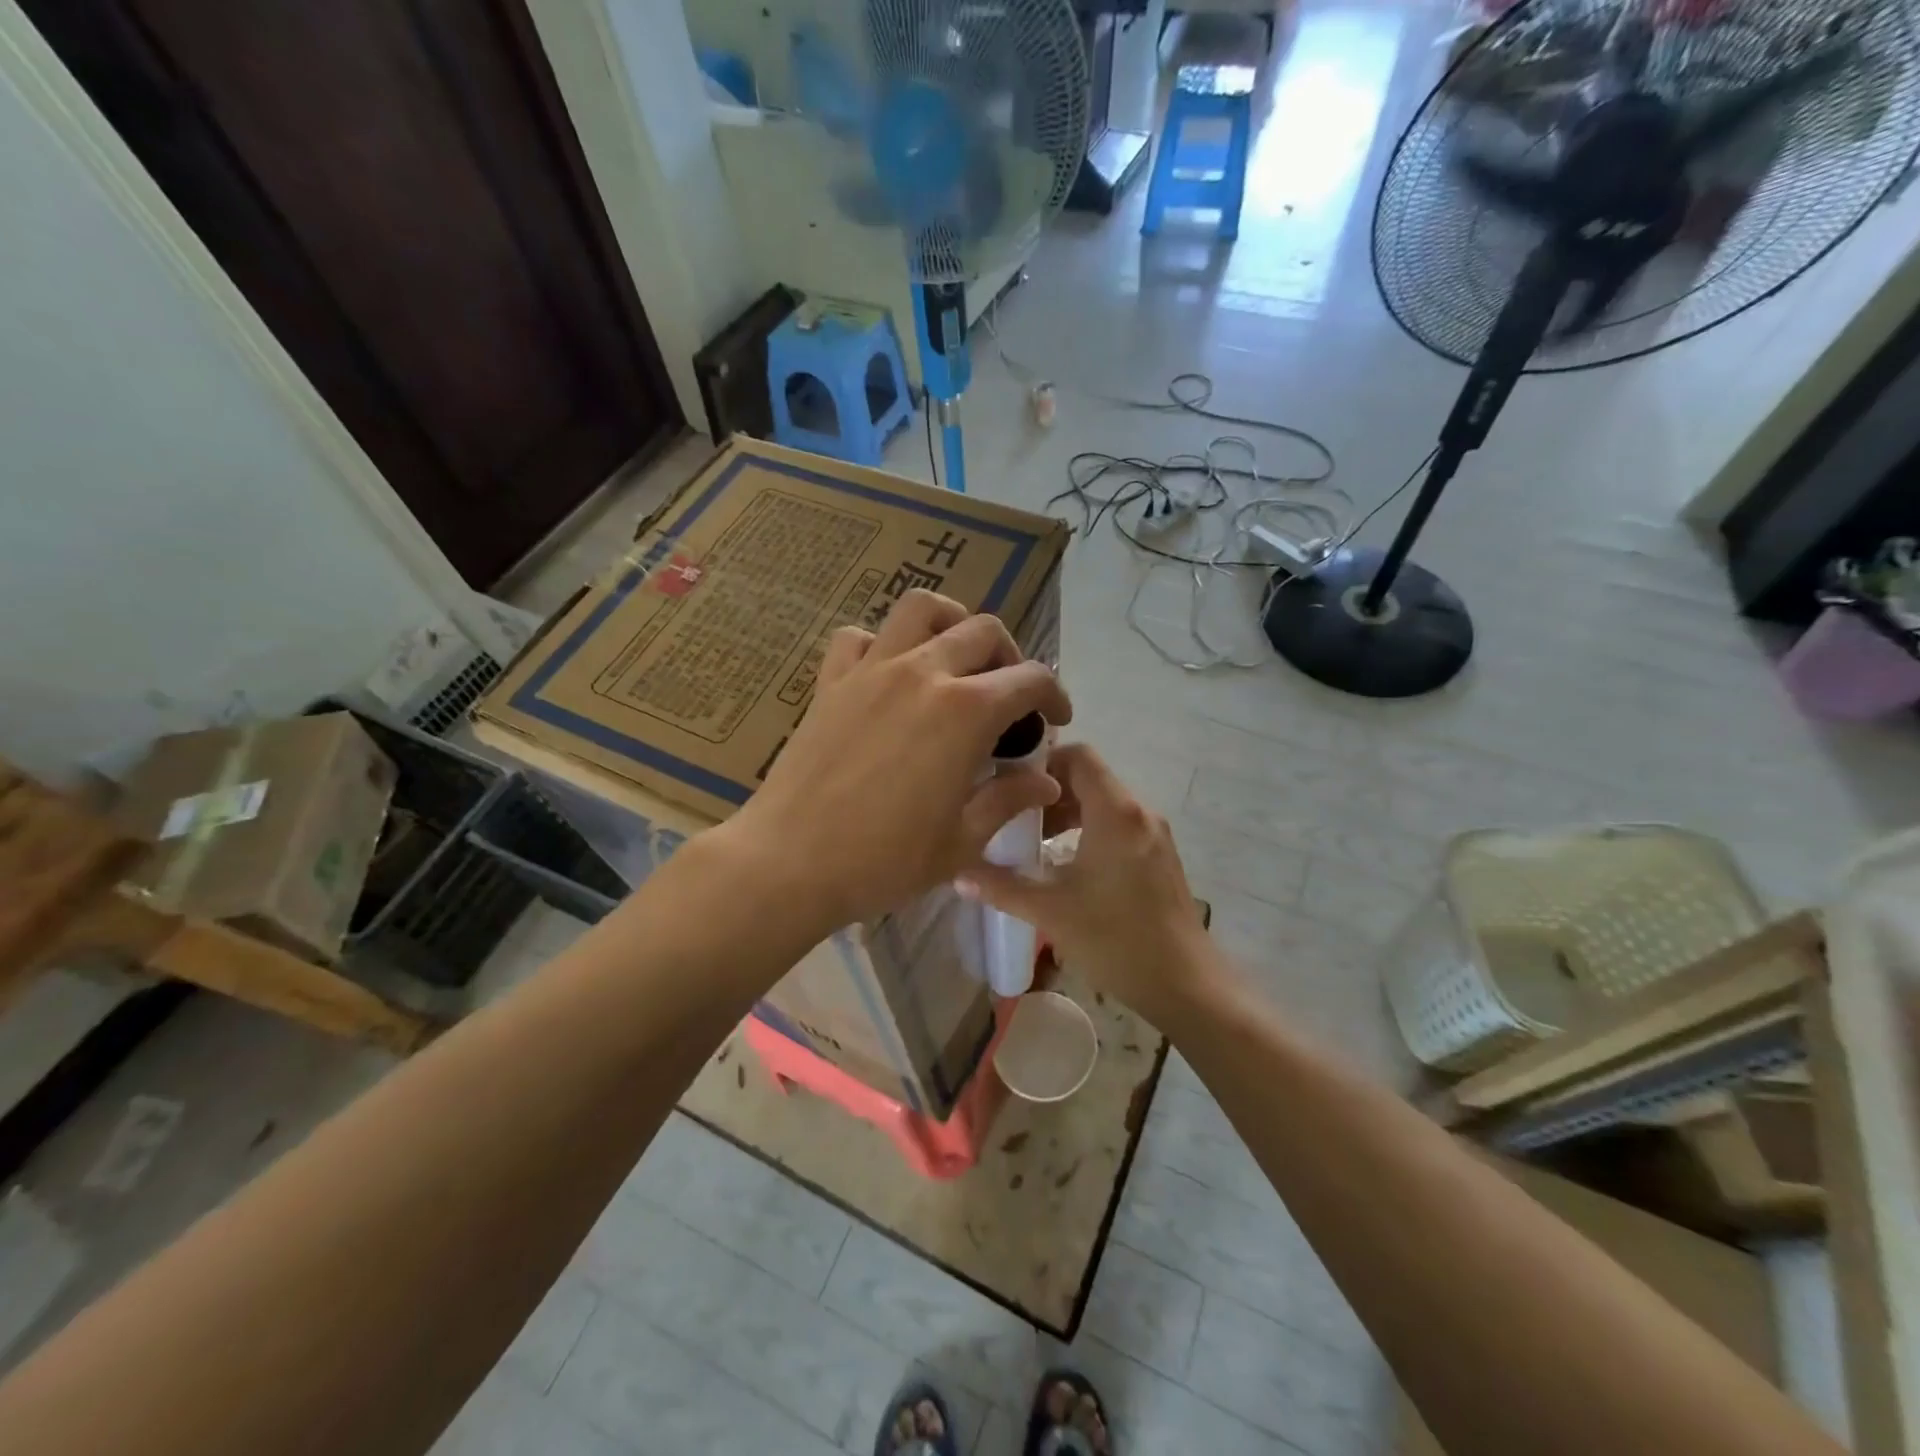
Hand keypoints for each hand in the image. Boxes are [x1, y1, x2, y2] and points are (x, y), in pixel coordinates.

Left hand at [725, 590, 1071, 930]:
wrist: (790, 863)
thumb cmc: (884, 860)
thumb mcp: (962, 841)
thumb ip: (1008, 800)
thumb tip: (1045, 781)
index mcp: (966, 712)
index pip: (1029, 678)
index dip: (1053, 695)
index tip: (1055, 720)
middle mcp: (922, 673)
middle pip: (983, 631)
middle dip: (1010, 657)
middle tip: (1008, 696)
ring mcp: (871, 670)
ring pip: (920, 609)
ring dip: (950, 623)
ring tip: (955, 659)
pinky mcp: (830, 682)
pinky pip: (857, 637)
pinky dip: (880, 643)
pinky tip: (887, 675)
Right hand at [957, 744, 1218, 1027]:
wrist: (1185, 984)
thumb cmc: (1115, 940)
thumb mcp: (1051, 912)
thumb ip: (1002, 888)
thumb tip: (958, 875)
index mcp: (1115, 813)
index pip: (1079, 756)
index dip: (1043, 762)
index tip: (1010, 785)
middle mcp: (1139, 812)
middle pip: (1090, 778)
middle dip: (1049, 792)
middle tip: (1013, 817)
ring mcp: (1154, 834)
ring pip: (1104, 803)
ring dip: (1068, 813)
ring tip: (1034, 842)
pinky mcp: (1160, 856)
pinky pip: (1119, 824)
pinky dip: (1090, 830)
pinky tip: (1067, 864)